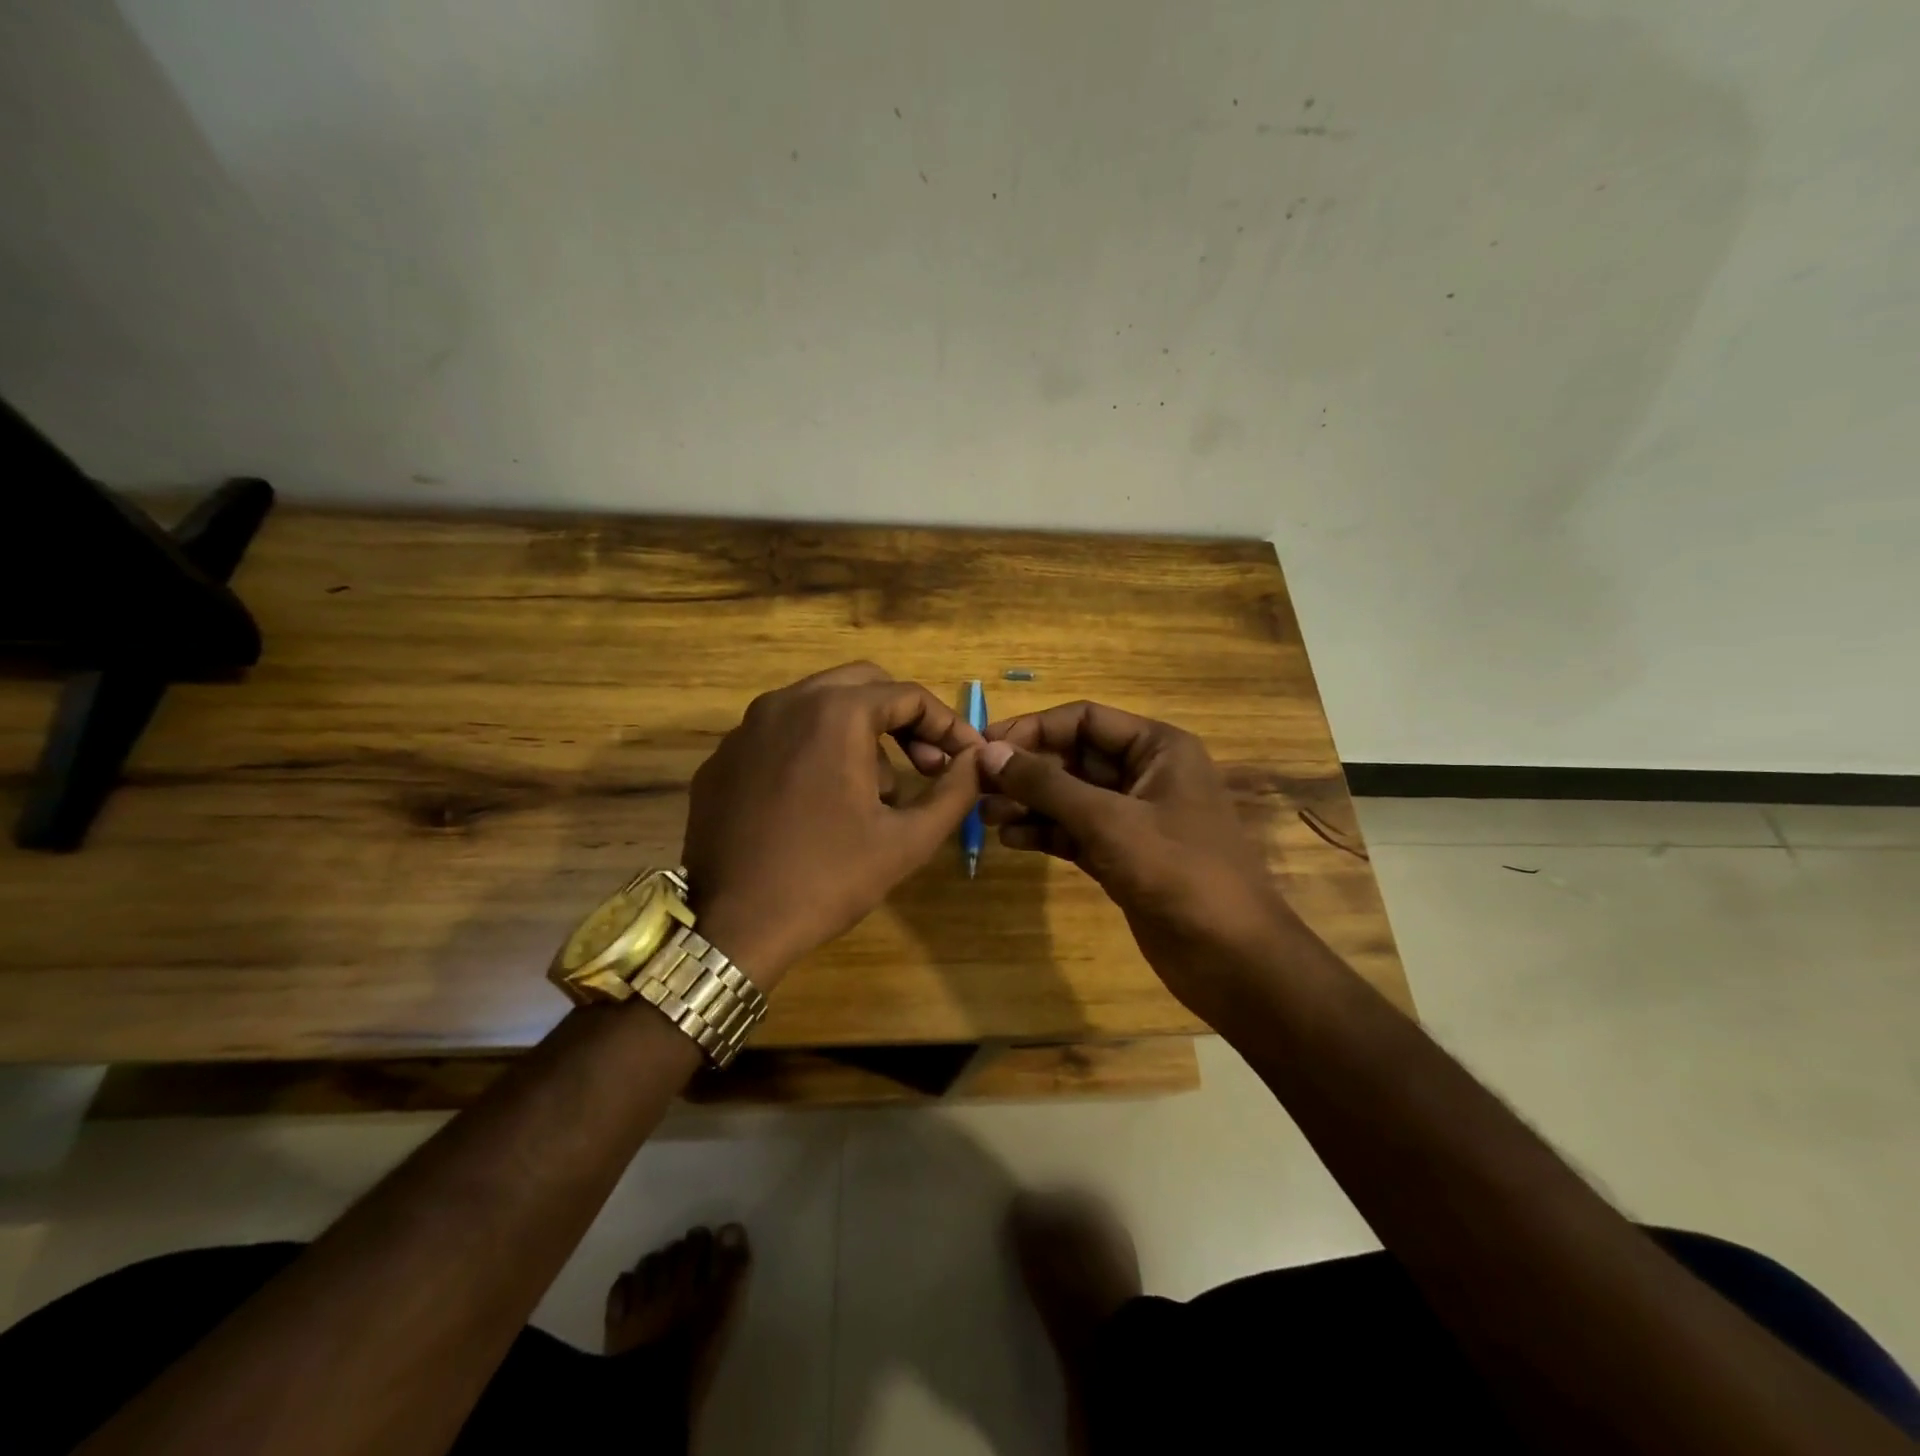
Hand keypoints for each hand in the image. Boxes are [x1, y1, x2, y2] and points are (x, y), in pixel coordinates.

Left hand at [683, 663, 984, 986]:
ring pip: (819, 706)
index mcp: (834, 713)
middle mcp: (786, 703)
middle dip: (902, 719)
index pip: (908, 696)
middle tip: (925, 764)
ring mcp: (745, 728)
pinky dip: (813, 751)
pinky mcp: (722, 759)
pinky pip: (780, 735)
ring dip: (859, 735)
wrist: (733, 928)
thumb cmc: (828, 879)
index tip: (966, 759)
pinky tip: (819, 803)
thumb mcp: (908, 840)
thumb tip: (977, 761)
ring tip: (873, 795)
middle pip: (862, 686)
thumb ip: (956, 791)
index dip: (948, 725)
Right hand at [978, 701, 1297, 1021]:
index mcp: (1157, 748)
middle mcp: (1145, 774)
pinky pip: (1075, 832)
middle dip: (1027, 770)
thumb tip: (989, 752)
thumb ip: (1046, 785)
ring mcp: (1133, 817)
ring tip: (987, 816)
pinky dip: (1045, 833)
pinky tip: (1012, 840)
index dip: (1032, 729)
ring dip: (1029, 803)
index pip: (1083, 719)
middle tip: (977, 786)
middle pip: (1073, 757)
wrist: (1231, 958)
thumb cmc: (1178, 873)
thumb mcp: (1108, 822)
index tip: (984, 747)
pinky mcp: (1123, 855)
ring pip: (1070, 797)